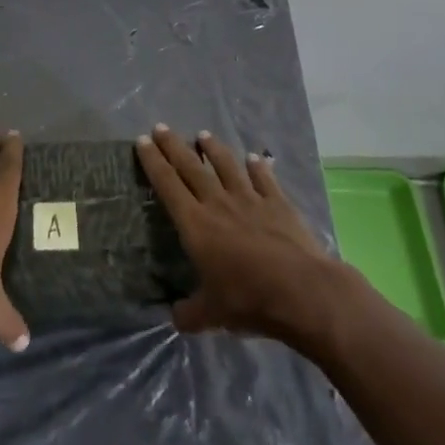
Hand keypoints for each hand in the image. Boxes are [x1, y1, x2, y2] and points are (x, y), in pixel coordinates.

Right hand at [136, 123, 334, 340]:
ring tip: (203, 135)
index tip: (143, 141)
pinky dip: (258, 167)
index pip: (167, 185)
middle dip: (174, 146)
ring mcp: (250, 199)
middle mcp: (218, 203)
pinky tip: (255, 158)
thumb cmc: (249, 300)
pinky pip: (264, 179)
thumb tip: (174, 317)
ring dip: (213, 149)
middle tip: (161, 127)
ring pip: (226, 166)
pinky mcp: (278, 203)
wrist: (301, 291)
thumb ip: (190, 313)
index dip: (153, 162)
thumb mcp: (211, 315)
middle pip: (191, 167)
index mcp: (196, 224)